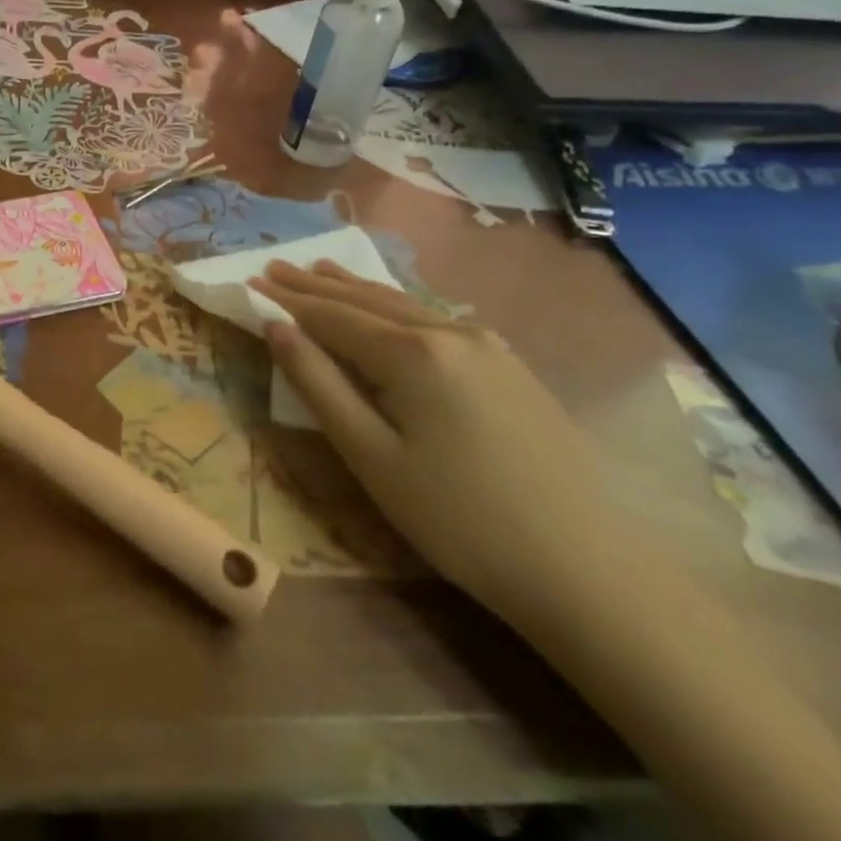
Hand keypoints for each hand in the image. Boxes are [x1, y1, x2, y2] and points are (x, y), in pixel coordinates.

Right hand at [253, 260, 634, 630]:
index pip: (331, 315)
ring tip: (319, 269)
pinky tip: (386, 304)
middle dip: (316, 284)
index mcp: (412, 352)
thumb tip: (276, 328)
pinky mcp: (512, 367)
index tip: (249, 283)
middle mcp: (451, 332)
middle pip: (367, 299)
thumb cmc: (459, 519)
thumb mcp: (370, 455)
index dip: (286, 300)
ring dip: (355, 288)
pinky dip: (395, 305)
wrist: (590, 573)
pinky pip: (435, 318)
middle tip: (274, 267)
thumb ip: (317, 383)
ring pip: (404, 304)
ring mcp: (490, 346)